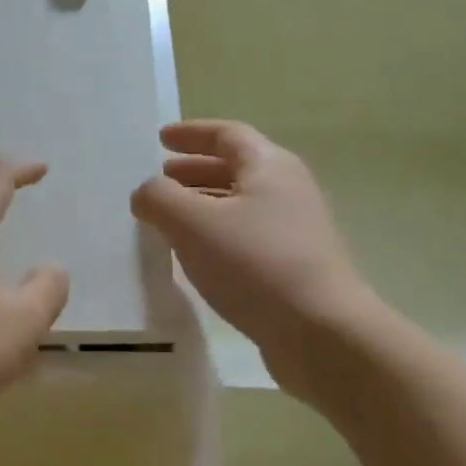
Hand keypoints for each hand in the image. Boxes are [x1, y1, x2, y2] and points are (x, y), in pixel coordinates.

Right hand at [131, 120, 376, 398]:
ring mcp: (294, 230)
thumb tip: (146, 192)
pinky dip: (215, 235)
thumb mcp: (192, 223)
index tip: (160, 139)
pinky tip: (195, 256)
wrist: (319, 332)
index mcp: (268, 166)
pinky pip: (245, 236)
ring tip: (168, 219)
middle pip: (235, 168)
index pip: (226, 135)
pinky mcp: (293, 266)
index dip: (191, 134)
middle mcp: (287, 190)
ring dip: (202, 204)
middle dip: (193, 170)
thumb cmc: (254, 264)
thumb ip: (159, 199)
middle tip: (159, 179)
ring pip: (239, 204)